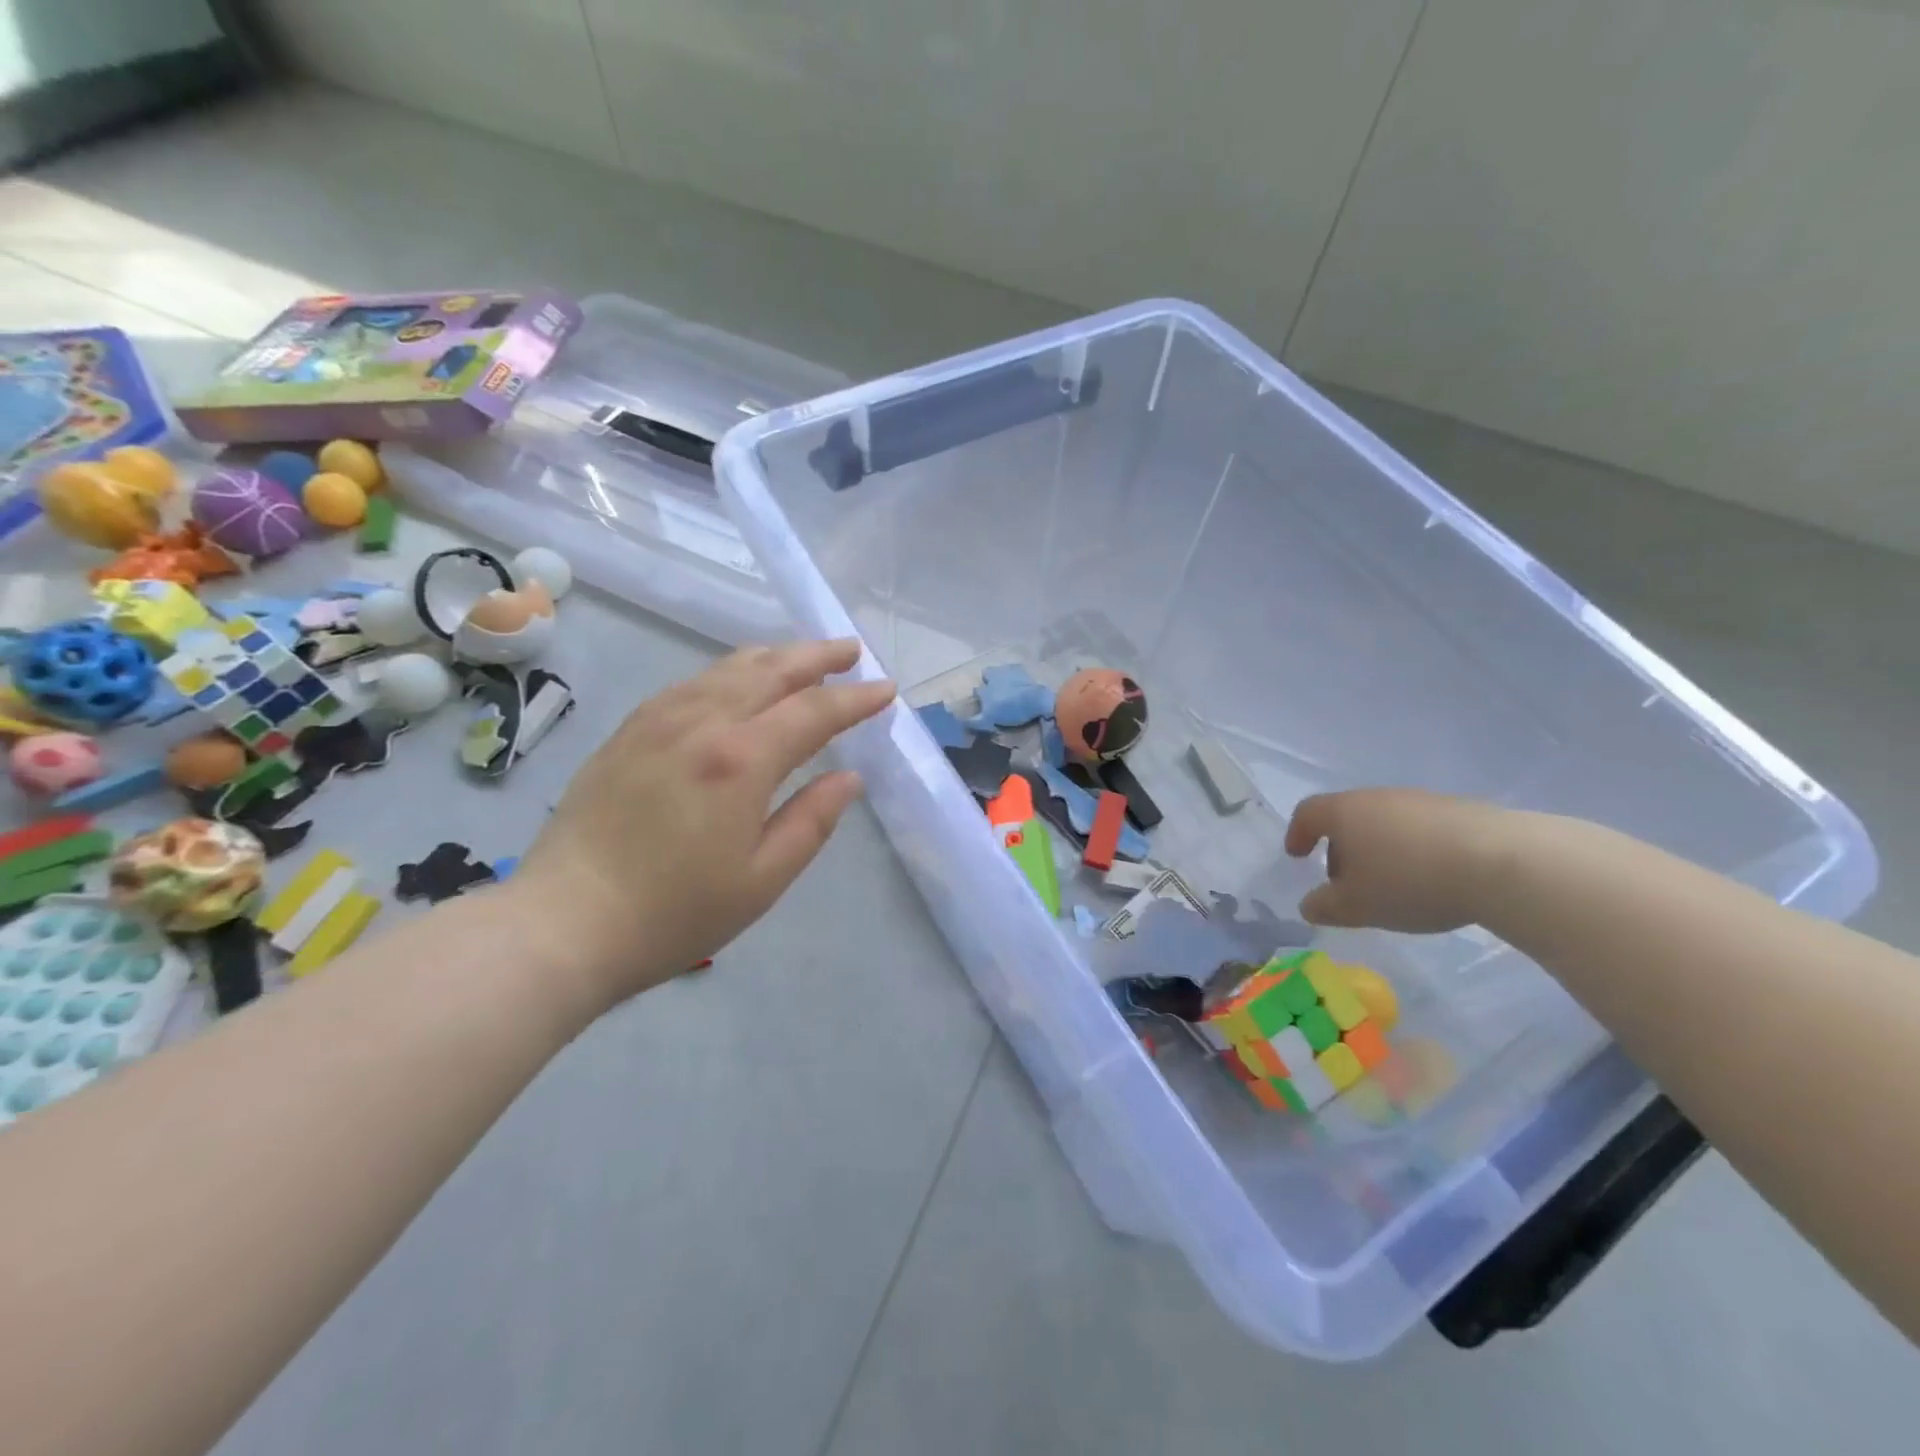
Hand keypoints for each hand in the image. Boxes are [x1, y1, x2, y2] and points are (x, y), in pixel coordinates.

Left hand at [511, 640, 894, 1012]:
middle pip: (770, 670)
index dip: (856, 698)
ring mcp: (658, 720)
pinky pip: (692, 682)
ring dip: (773, 657)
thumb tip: (850, 778)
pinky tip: (736, 681)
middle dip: (817, 656)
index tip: (886, 689)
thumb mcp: (762, 879)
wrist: (564, 923)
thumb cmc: (674, 913)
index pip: (814, 711)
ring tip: (802, 658)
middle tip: (850, 651)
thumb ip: (812, 820)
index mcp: (741, 760)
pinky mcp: (629, 730)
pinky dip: (729, 671)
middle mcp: (701, 722)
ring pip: (727, 668)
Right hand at [1284, 788, 1508, 932]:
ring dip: (1379, 850)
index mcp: (1344, 812)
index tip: (1297, 856)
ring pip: (1386, 822)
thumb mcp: (1357, 906)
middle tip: (1347, 883)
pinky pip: (1422, 829)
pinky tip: (1432, 880)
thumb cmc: (1410, 881)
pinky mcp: (1461, 811)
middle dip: (1341, 848)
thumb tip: (1309, 905)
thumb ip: (1325, 907)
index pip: (1308, 813)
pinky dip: (1414, 850)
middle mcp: (1378, 798)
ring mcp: (1422, 801)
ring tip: (1392, 886)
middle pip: (1348, 817)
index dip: (1298, 834)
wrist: (1503, 863)